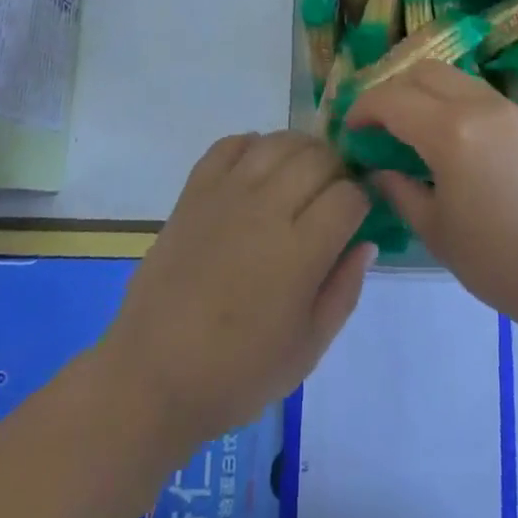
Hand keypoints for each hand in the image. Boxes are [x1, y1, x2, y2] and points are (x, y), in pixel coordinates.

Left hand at [101, 132, 372, 444]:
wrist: (153, 375)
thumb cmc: (238, 373)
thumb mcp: (309, 348)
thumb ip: (345, 290)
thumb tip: (365, 242)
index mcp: (300, 251)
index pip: (349, 196)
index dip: (362, 201)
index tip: (358, 216)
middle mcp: (267, 209)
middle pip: (318, 158)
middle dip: (337, 169)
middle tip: (334, 193)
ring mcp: (227, 194)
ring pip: (278, 142)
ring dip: (301, 150)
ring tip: (302, 174)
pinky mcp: (194, 191)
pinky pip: (230, 144)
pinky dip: (252, 145)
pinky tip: (259, 168)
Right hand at [347, 62, 517, 334]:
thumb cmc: (502, 261)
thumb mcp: (437, 231)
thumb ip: (400, 191)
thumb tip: (379, 170)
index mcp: (450, 132)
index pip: (392, 99)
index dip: (363, 109)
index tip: (350, 130)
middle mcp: (479, 106)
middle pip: (423, 71)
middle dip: (393, 90)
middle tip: (380, 126)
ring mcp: (510, 109)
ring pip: (455, 78)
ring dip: (426, 93)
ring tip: (415, 131)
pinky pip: (480, 96)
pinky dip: (455, 104)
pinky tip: (454, 143)